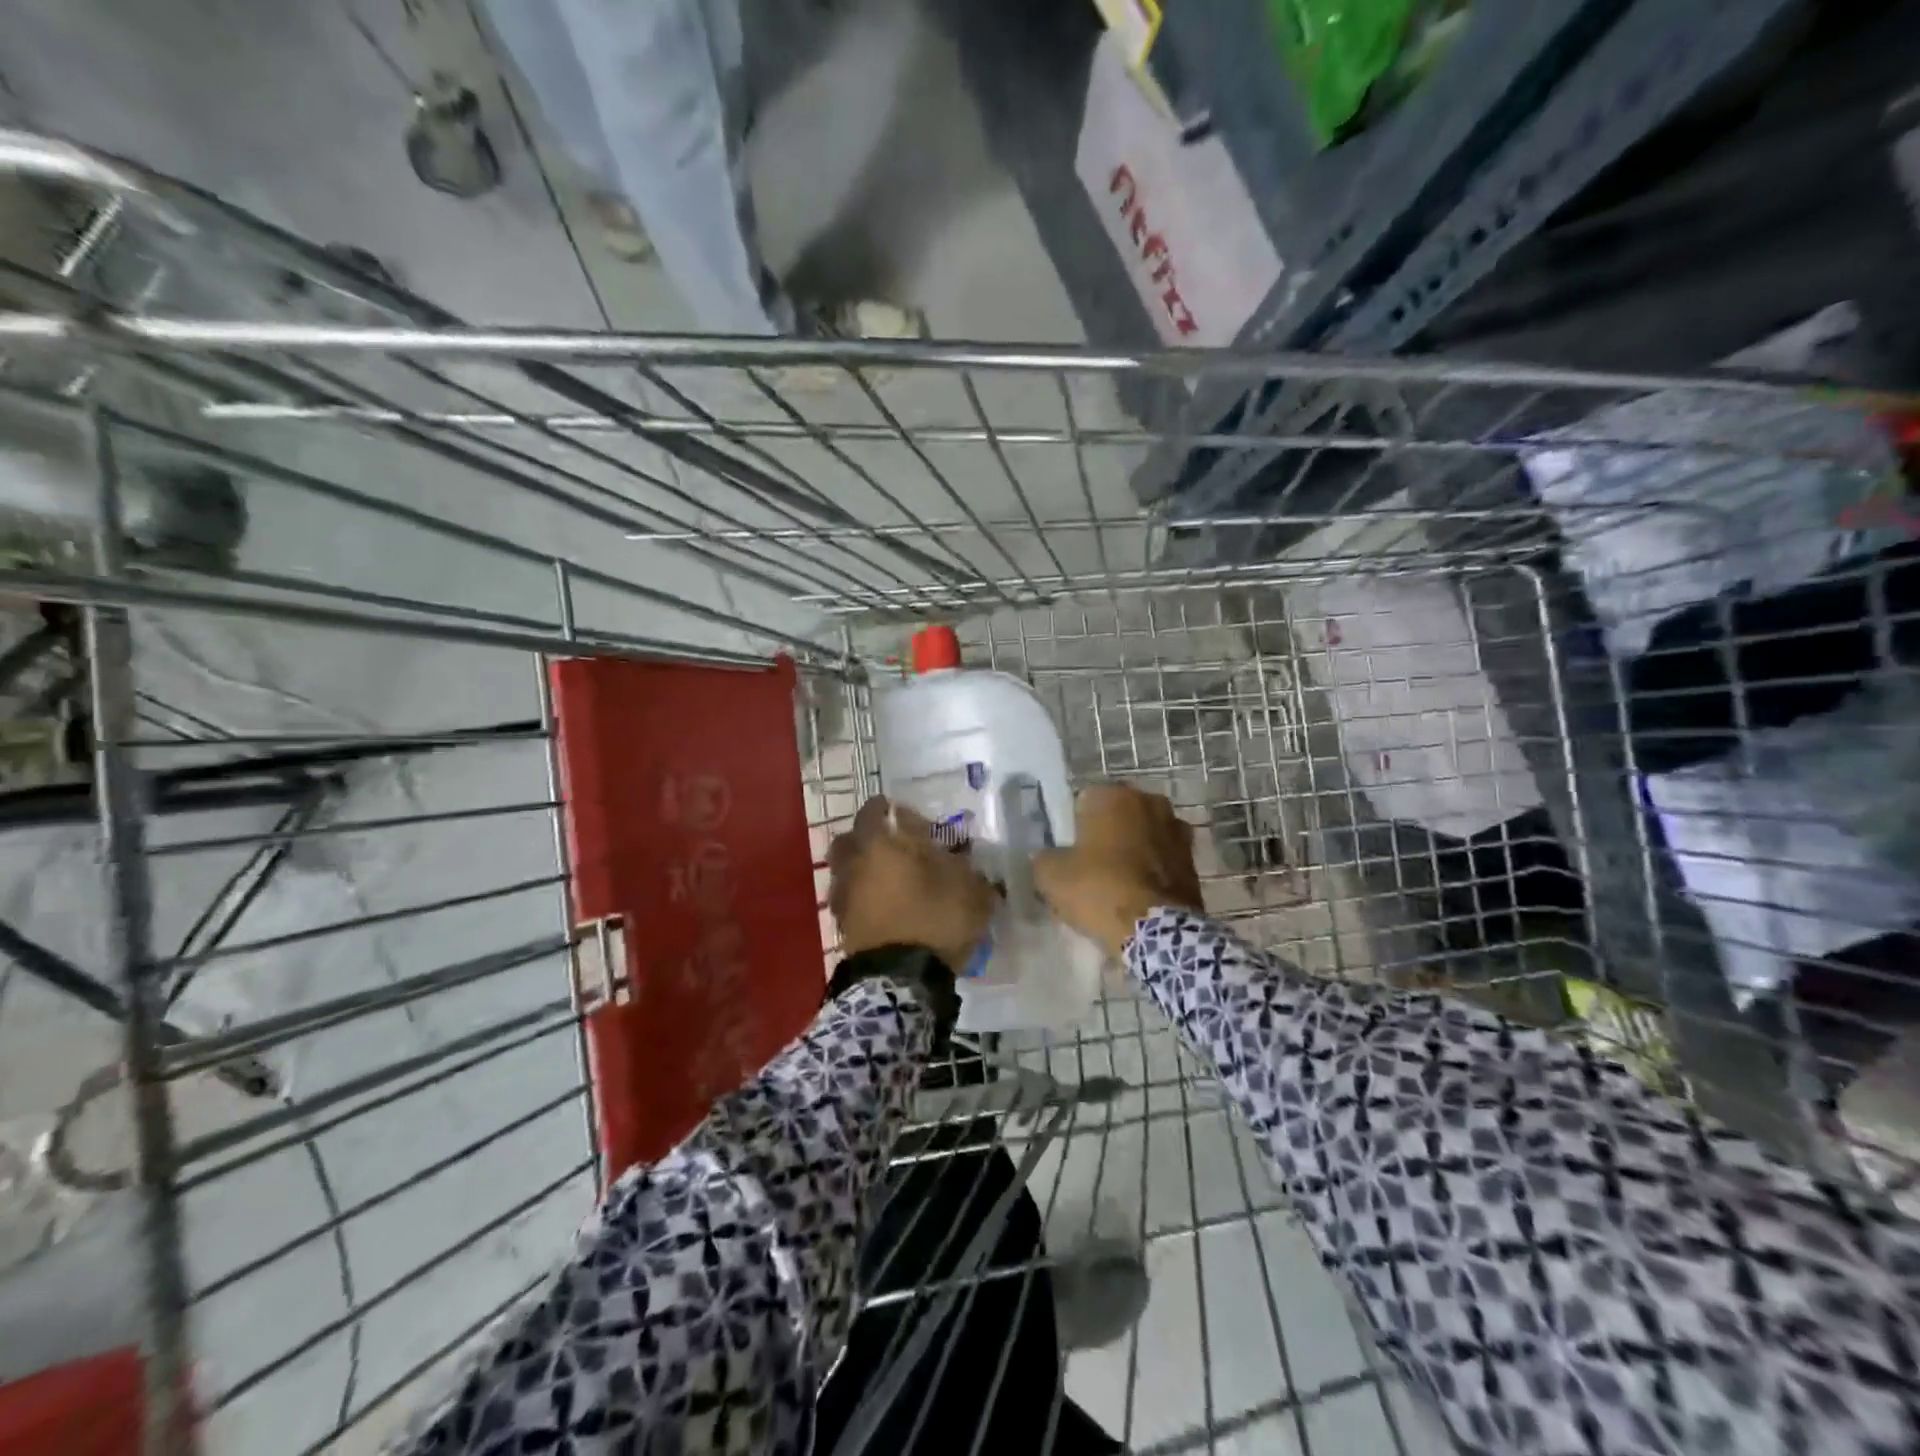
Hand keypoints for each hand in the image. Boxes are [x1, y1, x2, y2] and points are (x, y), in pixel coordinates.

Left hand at [828, 796, 995, 972]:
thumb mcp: (970, 890)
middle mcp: (856, 861)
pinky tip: (882, 907)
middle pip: (852, 837)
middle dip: (870, 837)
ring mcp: (844, 893)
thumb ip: (967, 868)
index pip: (878, 809)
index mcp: (882, 842)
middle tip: (894, 846)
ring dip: (863, 867)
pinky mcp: (841, 924)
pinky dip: (862, 897)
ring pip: (846, 868)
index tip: (911, 819)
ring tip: (888, 879)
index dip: (896, 811)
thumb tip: (963, 860)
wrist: (900, 980)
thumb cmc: (935, 919)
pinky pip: (849, 898)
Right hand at [1035, 783, 1202, 955]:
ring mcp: (1178, 830)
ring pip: (1143, 835)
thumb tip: (1047, 857)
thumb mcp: (1050, 875)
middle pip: (1118, 815)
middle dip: (1106, 833)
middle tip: (1089, 864)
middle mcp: (1150, 802)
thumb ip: (1044, 857)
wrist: (1157, 932)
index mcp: (1114, 795)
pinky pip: (1162, 859)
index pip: (1084, 799)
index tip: (1067, 850)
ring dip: (1132, 850)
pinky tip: (1138, 894)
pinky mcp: (1194, 861)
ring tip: (1116, 882)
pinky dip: (1151, 871)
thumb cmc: (1099, 889)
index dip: (1072, 825)